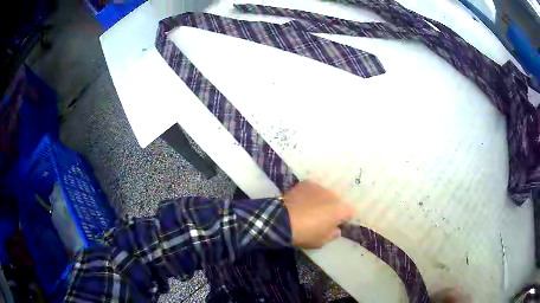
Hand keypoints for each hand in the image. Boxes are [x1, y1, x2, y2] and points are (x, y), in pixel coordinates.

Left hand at [283, 181, 355, 248]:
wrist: (283, 220)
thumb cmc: (306, 234)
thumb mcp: (321, 241)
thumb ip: (332, 235)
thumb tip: (336, 230)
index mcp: (340, 210)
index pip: (350, 212)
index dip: (345, 219)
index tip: (338, 224)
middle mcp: (333, 195)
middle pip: (337, 202)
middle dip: (332, 208)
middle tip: (322, 218)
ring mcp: (319, 187)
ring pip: (324, 194)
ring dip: (321, 200)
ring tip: (310, 208)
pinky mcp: (305, 184)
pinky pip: (312, 189)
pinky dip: (309, 194)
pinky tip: (302, 201)